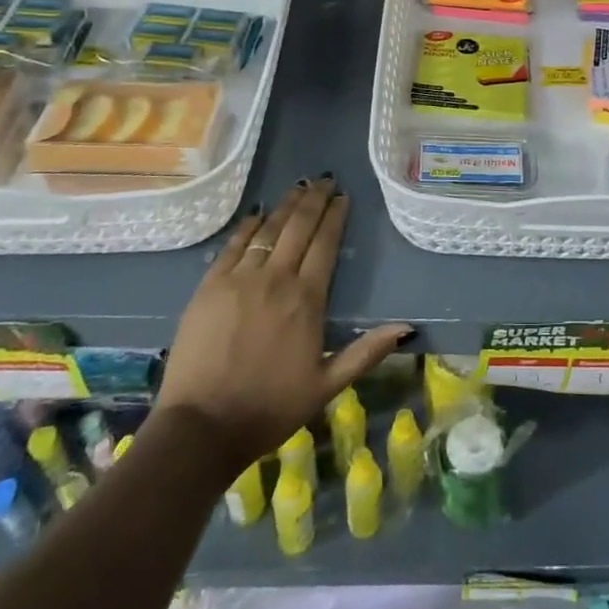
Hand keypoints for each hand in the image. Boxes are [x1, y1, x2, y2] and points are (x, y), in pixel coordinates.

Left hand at [155, 178, 411, 459]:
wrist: (201, 428)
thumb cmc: (269, 408)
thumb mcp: (326, 385)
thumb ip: (366, 352)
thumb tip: (406, 327)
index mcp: (307, 299)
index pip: (326, 243)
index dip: (336, 216)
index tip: (343, 197)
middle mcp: (276, 279)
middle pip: (298, 227)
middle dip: (314, 199)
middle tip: (325, 180)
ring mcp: (239, 279)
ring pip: (268, 229)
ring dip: (285, 205)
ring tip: (299, 187)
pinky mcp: (209, 287)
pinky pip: (233, 245)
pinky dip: (248, 226)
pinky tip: (257, 215)